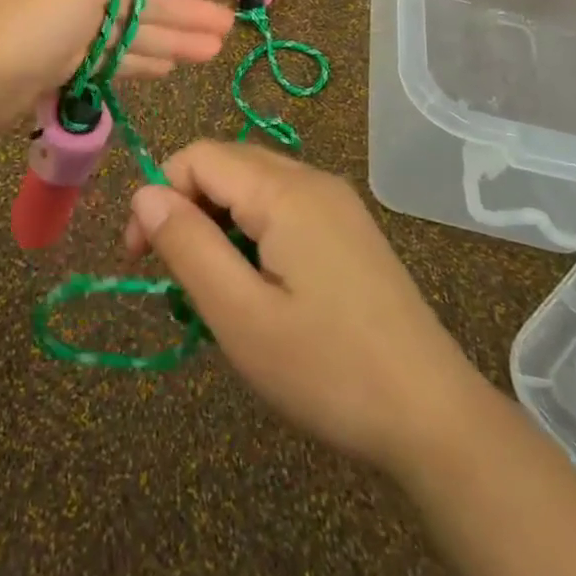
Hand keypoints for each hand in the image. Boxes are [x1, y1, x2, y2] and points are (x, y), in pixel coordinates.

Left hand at [0, 0, 234, 133]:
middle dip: (183, 13)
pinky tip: (167, 70)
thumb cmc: (29, 17)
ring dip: (171, 41)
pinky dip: (138, 62)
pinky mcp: (59, 67)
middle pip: (140, 1)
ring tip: (212, 52)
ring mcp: (67, 31)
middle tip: (227, 30)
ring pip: (130, 34)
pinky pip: (110, 60)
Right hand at [124, 141, 477, 475]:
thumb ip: (188, 246)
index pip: (198, 157)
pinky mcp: (349, 229)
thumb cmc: (328, 370)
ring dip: (218, 221)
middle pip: (226, 164)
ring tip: (213, 285)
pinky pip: (283, 207)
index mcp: (285, 192)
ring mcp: (337, 203)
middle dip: (186, 206)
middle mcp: (312, 180)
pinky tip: (257, 284)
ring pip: (254, 185)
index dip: (158, 195)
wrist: (435, 418)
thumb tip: (144, 192)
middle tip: (173, 274)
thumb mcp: (241, 317)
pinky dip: (252, 231)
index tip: (140, 258)